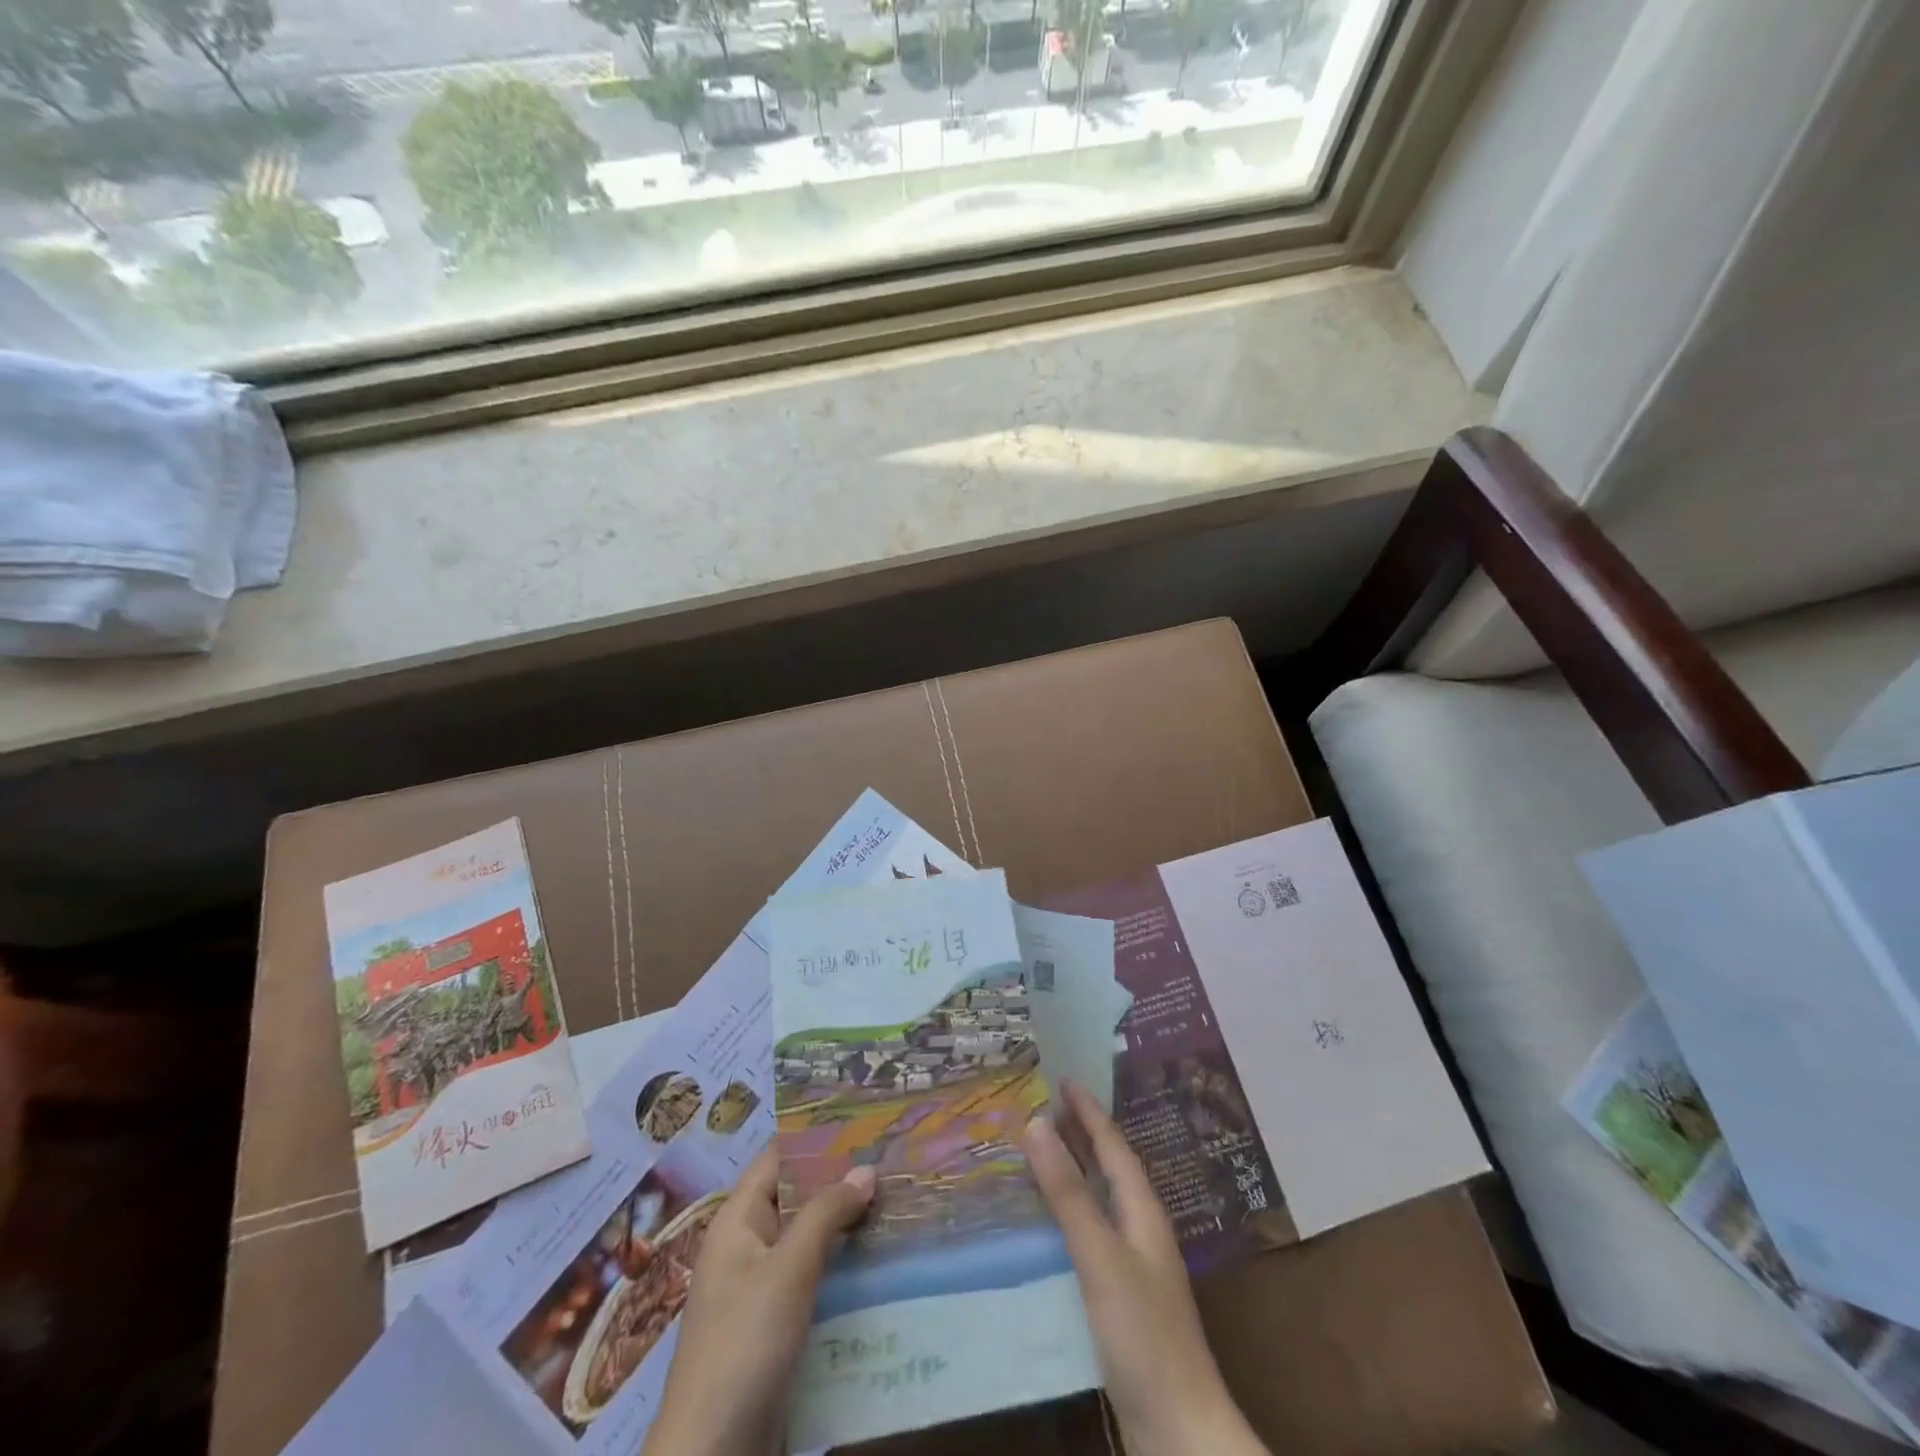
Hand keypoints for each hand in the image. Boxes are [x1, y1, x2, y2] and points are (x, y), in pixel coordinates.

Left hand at [643, 1150, 875, 1455]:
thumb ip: (826, 1213)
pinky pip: (810, 1278)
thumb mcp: (789, 1269)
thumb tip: (866, 1168)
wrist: (713, 1452)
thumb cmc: (745, 1341)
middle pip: (795, 1197)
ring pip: (807, 1240)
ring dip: (844, 1226)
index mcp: (737, 1221)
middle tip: (891, 1162)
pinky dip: (839, 1265)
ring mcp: (759, 1288)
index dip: (816, 1139)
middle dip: (839, 1182)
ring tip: (894, 1205)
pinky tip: (876, 1262)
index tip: (863, 1124)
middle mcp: (746, 1245)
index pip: (778, 1158)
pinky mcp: (774, 1325)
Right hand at [1022, 1081, 1268, 1455]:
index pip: (1113, 1146)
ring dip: (1074, 1170)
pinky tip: (1047, 1222)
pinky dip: (1069, 1211)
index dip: (1089, 1111)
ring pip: (1100, 1199)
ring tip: (1042, 1149)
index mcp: (1143, 1211)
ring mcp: (1134, 1265)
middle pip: (1109, 1168)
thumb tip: (1036, 1123)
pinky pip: (1090, 1232)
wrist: (1179, 1430)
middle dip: (1082, 1133)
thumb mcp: (1100, 1255)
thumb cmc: (1143, 1333)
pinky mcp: (1121, 1297)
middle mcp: (1141, 1229)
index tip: (1063, 1078)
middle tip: (1046, 1104)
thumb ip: (1068, 1192)